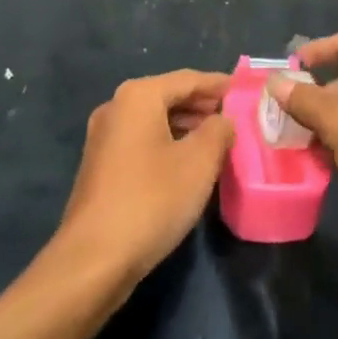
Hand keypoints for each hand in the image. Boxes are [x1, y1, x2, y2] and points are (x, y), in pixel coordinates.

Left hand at [56, 70, 234, 283]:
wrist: (93, 259)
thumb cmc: (152, 199)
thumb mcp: (200, 161)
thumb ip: (218, 130)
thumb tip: (223, 120)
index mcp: (138, 96)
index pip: (187, 79)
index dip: (218, 84)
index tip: (243, 89)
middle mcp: (116, 107)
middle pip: (168, 96)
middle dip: (202, 104)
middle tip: (234, 115)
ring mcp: (103, 138)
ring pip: (154, 120)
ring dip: (186, 125)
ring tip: (216, 139)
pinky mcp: (100, 166)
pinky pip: (142, 141)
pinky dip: (167, 142)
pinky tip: (187, 163)